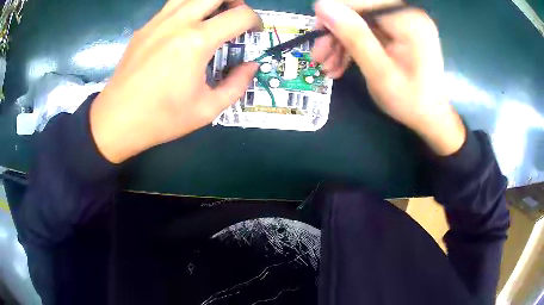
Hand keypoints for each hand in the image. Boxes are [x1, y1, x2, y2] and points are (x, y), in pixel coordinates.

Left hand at [90, 0, 261, 162]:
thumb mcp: (207, 109)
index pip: (240, 15)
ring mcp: (158, 22)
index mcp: (197, 41)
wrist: (117, 120)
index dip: (255, 21)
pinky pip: (172, 6)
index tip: (255, 32)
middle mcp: (178, 22)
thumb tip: (251, 66)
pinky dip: (187, 8)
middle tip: (236, 17)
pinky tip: (185, 27)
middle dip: (235, 1)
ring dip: (209, 1)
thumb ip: (237, 84)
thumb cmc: (162, 118)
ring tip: (214, 15)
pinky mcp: (144, 28)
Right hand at [312, 0, 465, 154]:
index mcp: (408, 21)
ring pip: (360, 21)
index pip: (361, 2)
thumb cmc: (410, 101)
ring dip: (341, 42)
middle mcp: (406, 15)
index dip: (334, 13)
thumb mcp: (380, 72)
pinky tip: (341, 64)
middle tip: (319, 57)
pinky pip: (368, 31)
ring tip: (328, 67)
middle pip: (359, 10)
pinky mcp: (398, 31)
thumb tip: (322, 5)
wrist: (430, 116)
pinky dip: (353, 45)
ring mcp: (402, 22)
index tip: (317, 34)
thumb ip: (354, 36)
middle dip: (336, 32)